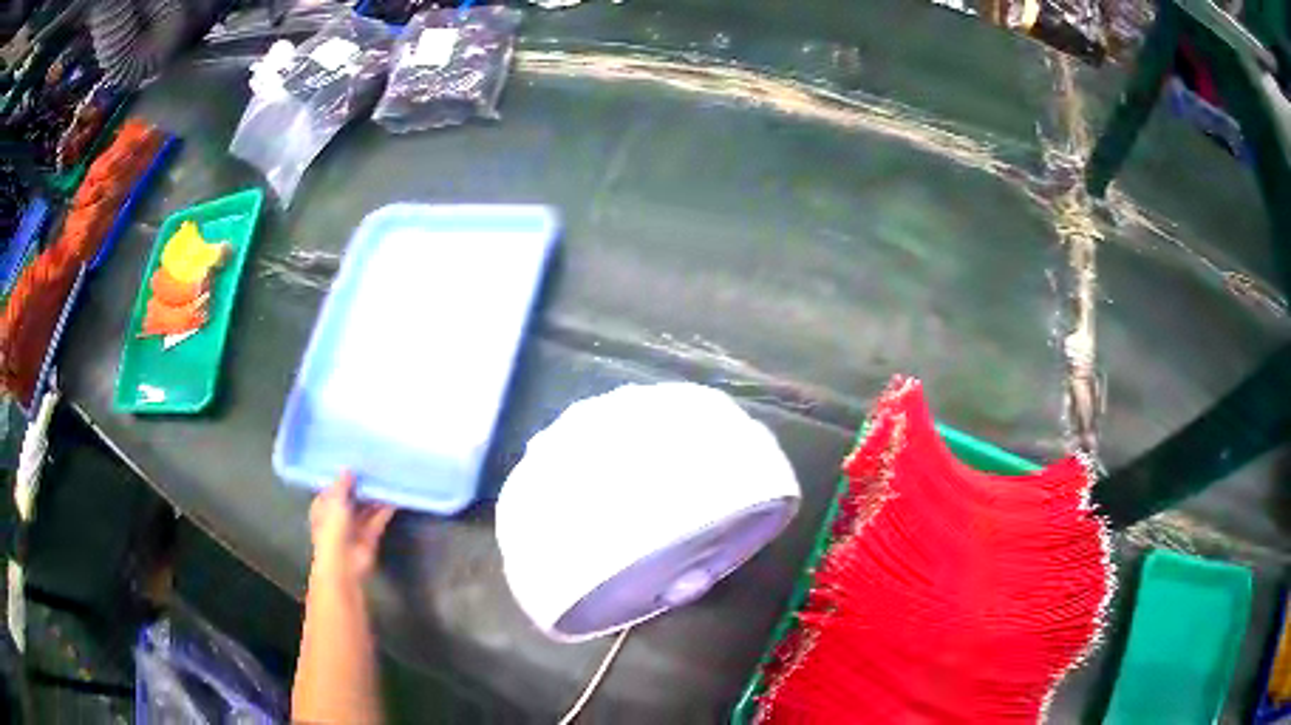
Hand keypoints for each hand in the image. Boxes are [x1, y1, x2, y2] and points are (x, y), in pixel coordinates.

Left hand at [309, 472, 394, 580]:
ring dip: (375, 497)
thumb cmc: (332, 529)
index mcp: (323, 507)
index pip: (333, 489)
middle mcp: (338, 516)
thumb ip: (342, 484)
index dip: (343, 478)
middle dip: (362, 487)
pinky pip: (378, 519)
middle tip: (375, 468)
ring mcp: (354, 527)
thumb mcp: (334, 501)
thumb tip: (348, 469)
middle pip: (352, 498)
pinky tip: (394, 497)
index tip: (355, 464)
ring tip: (387, 479)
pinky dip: (385, 510)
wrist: (343, 563)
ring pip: (366, 508)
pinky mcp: (370, 536)